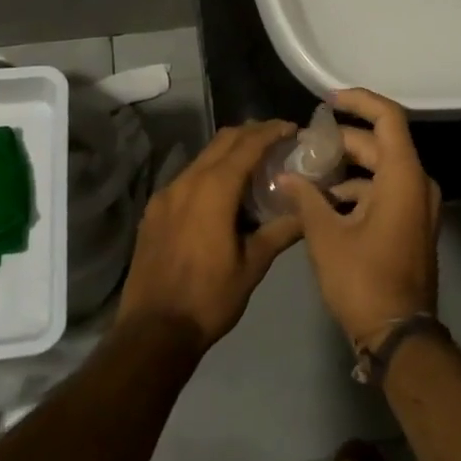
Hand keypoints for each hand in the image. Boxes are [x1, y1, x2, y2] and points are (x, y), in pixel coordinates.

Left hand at [117, 121, 303, 351]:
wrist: (152, 332)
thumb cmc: (209, 298)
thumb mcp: (253, 265)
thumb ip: (281, 231)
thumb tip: (308, 211)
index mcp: (214, 189)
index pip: (247, 145)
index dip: (271, 131)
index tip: (291, 128)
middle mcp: (187, 181)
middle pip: (223, 141)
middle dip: (251, 133)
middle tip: (276, 139)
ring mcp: (166, 194)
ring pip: (203, 157)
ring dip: (229, 152)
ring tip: (253, 164)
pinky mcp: (154, 210)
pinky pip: (187, 177)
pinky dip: (210, 172)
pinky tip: (221, 193)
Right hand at [282, 89, 440, 346]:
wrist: (398, 337)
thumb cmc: (363, 280)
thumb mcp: (326, 236)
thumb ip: (306, 198)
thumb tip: (285, 177)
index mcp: (403, 176)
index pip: (388, 117)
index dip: (359, 101)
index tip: (327, 101)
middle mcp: (417, 183)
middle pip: (380, 143)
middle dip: (342, 140)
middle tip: (304, 145)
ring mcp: (418, 206)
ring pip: (381, 168)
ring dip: (347, 167)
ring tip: (308, 172)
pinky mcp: (411, 224)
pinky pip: (385, 191)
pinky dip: (357, 190)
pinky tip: (324, 202)